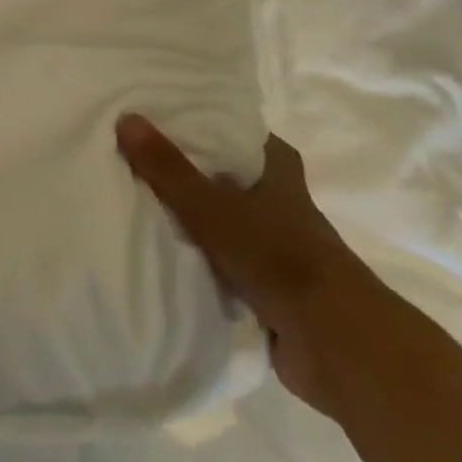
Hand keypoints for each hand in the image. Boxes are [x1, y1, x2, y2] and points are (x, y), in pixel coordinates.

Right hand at [116, 115, 390, 417]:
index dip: (222, 130)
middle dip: (201, 175)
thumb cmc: (278, 257)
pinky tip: (168, 256)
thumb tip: (127, 117)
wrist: (335, 343)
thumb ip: (169, 168)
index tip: (181, 125)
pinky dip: (204, 260)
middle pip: (239, 180)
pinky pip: (228, 264)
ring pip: (232, 224)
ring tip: (146, 206)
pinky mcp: (272, 290)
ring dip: (201, 221)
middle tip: (151, 163)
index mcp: (282, 178)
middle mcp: (285, 208)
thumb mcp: (212, 207)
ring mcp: (280, 251)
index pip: (254, 140)